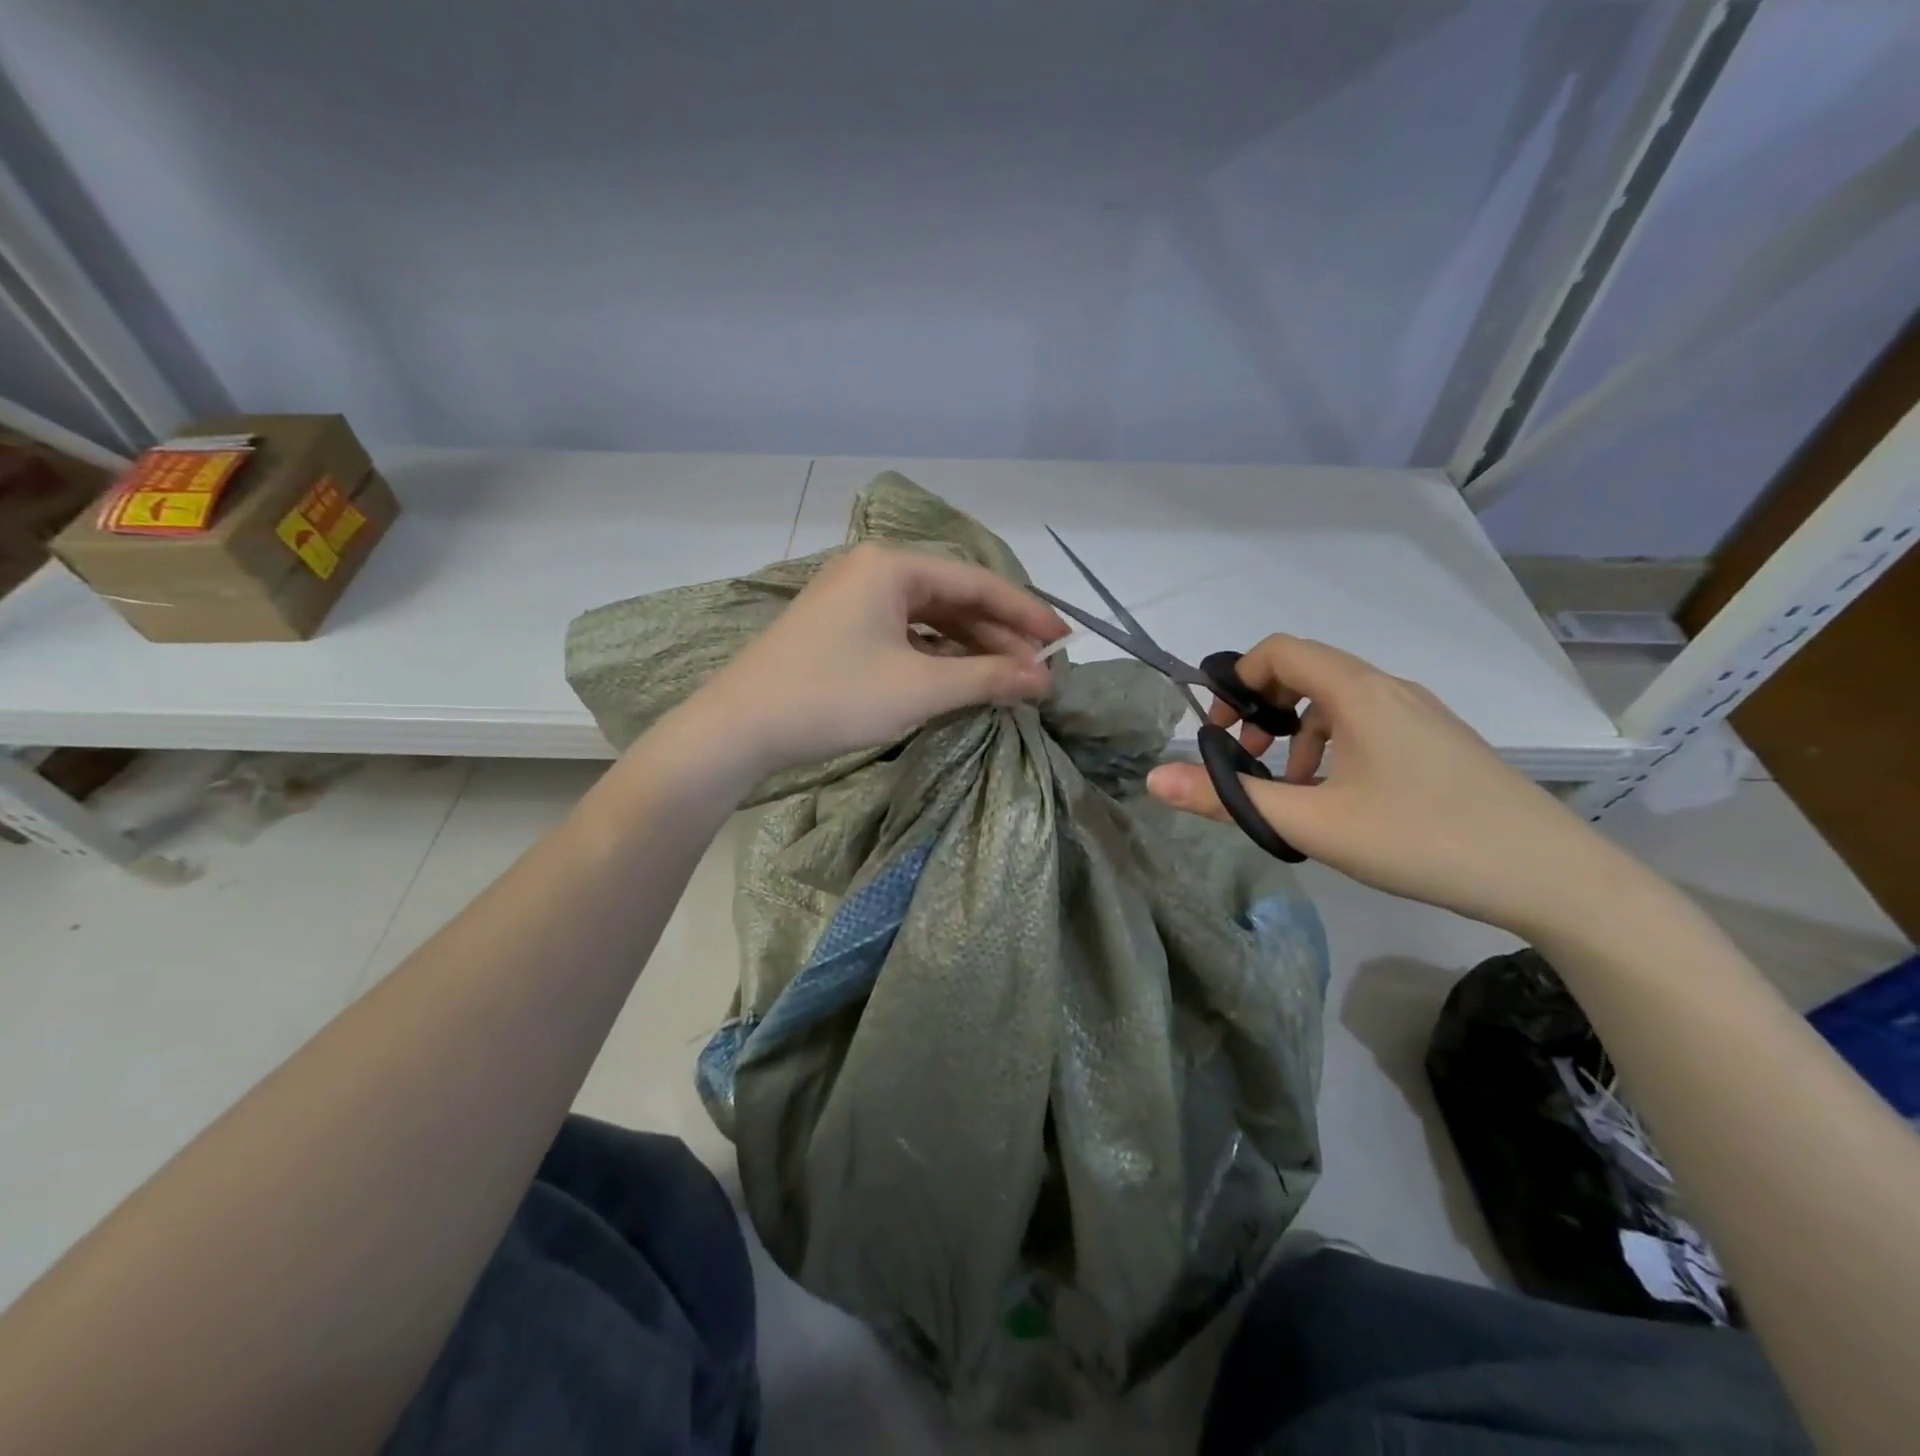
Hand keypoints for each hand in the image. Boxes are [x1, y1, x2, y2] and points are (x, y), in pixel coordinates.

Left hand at [689, 543, 1066, 775]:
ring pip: (928, 617)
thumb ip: (988, 678)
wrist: (739, 728)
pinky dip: (936, 655)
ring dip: (969, 647)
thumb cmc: (833, 698)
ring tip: (1008, 679)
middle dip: (999, 635)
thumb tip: (1045, 680)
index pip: (977, 583)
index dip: (1026, 613)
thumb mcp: (919, 689)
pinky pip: (903, 633)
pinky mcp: (839, 627)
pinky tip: (959, 678)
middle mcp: (873, 570)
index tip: (1064, 641)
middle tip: (1039, 670)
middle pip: (953, 597)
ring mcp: (852, 598)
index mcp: (892, 566)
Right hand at [1147, 634, 1639, 937]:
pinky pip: (1368, 724)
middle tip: (1247, 761)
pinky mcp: (1439, 742)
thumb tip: (1154, 780)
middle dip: (1262, 711)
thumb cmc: (1422, 839)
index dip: (1237, 679)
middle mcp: (1389, 689)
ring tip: (1292, 790)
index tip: (1220, 730)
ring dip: (1297, 734)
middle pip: (1306, 673)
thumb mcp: (1313, 824)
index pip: (1280, 650)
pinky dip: (1334, 747)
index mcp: (1358, 693)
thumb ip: (1230, 800)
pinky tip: (1342, 800)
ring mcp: (1421, 714)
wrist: (1551, 876)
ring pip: (1337, 703)